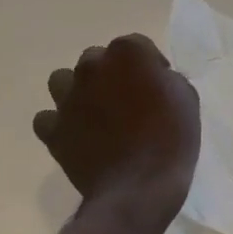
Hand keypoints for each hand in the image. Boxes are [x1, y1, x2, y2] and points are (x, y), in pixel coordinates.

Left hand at [34, 34, 200, 225]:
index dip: (149, 65)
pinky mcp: (53, 129)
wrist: (138, 188)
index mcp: (128, 52)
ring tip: (94, 112)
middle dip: (111, 74)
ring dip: (77, 91)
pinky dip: (58, 124)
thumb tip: (154, 80)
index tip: (158, 87)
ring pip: (62, 80)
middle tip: (127, 101)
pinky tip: (74, 135)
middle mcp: (93, 66)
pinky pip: (46, 118)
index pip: (137, 45)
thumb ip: (166, 79)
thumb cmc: (171, 138)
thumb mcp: (187, 98)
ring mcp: (68, 97)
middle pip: (98, 58)